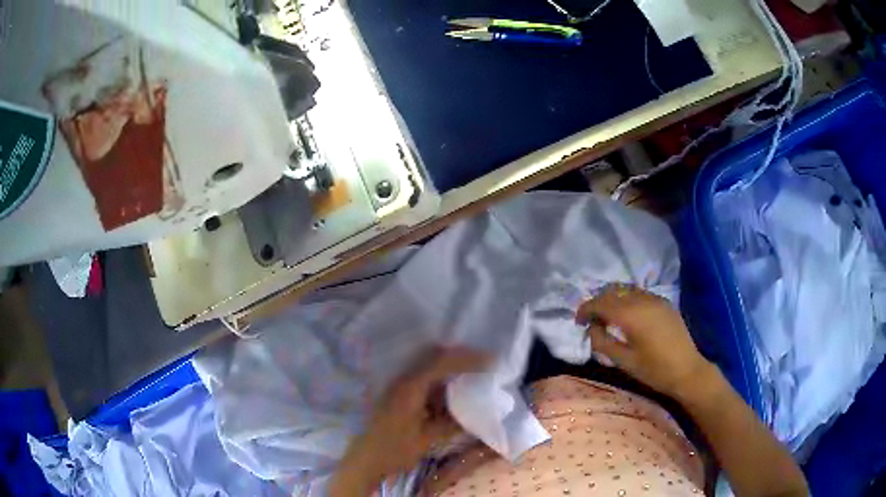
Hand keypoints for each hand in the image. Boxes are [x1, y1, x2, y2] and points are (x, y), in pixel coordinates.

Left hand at [330, 347, 488, 495]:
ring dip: (450, 366)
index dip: (467, 359)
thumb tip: (477, 413)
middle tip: (483, 362)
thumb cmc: (395, 449)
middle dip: (460, 357)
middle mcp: (403, 380)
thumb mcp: (427, 439)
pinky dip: (441, 379)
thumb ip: (451, 424)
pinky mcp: (399, 393)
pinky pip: (423, 378)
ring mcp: (399, 385)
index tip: (490, 360)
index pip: (441, 363)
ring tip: (473, 372)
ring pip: (429, 365)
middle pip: (434, 356)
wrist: (366, 458)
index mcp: (410, 388)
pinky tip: (452, 390)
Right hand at [575, 285, 712, 399]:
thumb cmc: (654, 370)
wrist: (687, 370)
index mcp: (630, 315)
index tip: (578, 321)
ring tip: (607, 316)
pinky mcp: (663, 302)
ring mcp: (654, 299)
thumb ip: (603, 342)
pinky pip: (639, 293)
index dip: (585, 309)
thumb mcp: (623, 361)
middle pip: (612, 291)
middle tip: (591, 320)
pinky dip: (626, 299)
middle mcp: (641, 300)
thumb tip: (593, 329)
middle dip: (598, 302)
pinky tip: (627, 315)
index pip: (600, 303)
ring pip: (626, 289)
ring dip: (612, 298)